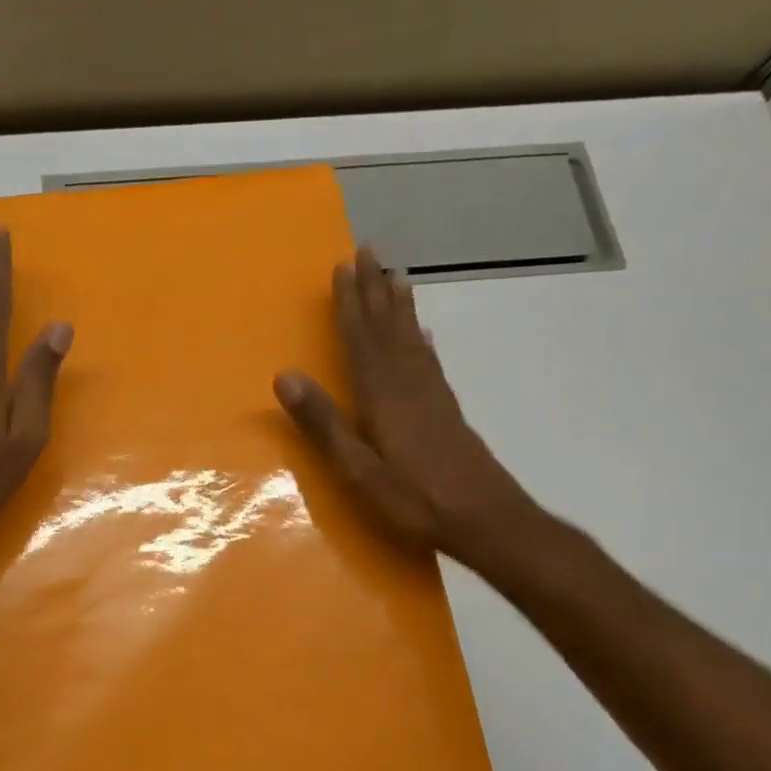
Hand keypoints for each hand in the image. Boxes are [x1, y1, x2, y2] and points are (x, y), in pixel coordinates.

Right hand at [273, 248, 538, 566]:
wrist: (486, 519)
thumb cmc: (414, 498)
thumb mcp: (358, 469)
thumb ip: (323, 423)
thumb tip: (285, 376)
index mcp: (382, 395)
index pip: (360, 338)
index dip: (350, 303)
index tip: (342, 267)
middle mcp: (409, 384)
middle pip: (388, 327)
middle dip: (375, 289)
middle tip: (369, 250)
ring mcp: (432, 395)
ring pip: (410, 338)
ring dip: (399, 305)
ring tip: (394, 276)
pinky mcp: (447, 410)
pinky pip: (429, 360)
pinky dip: (420, 339)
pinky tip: (421, 334)